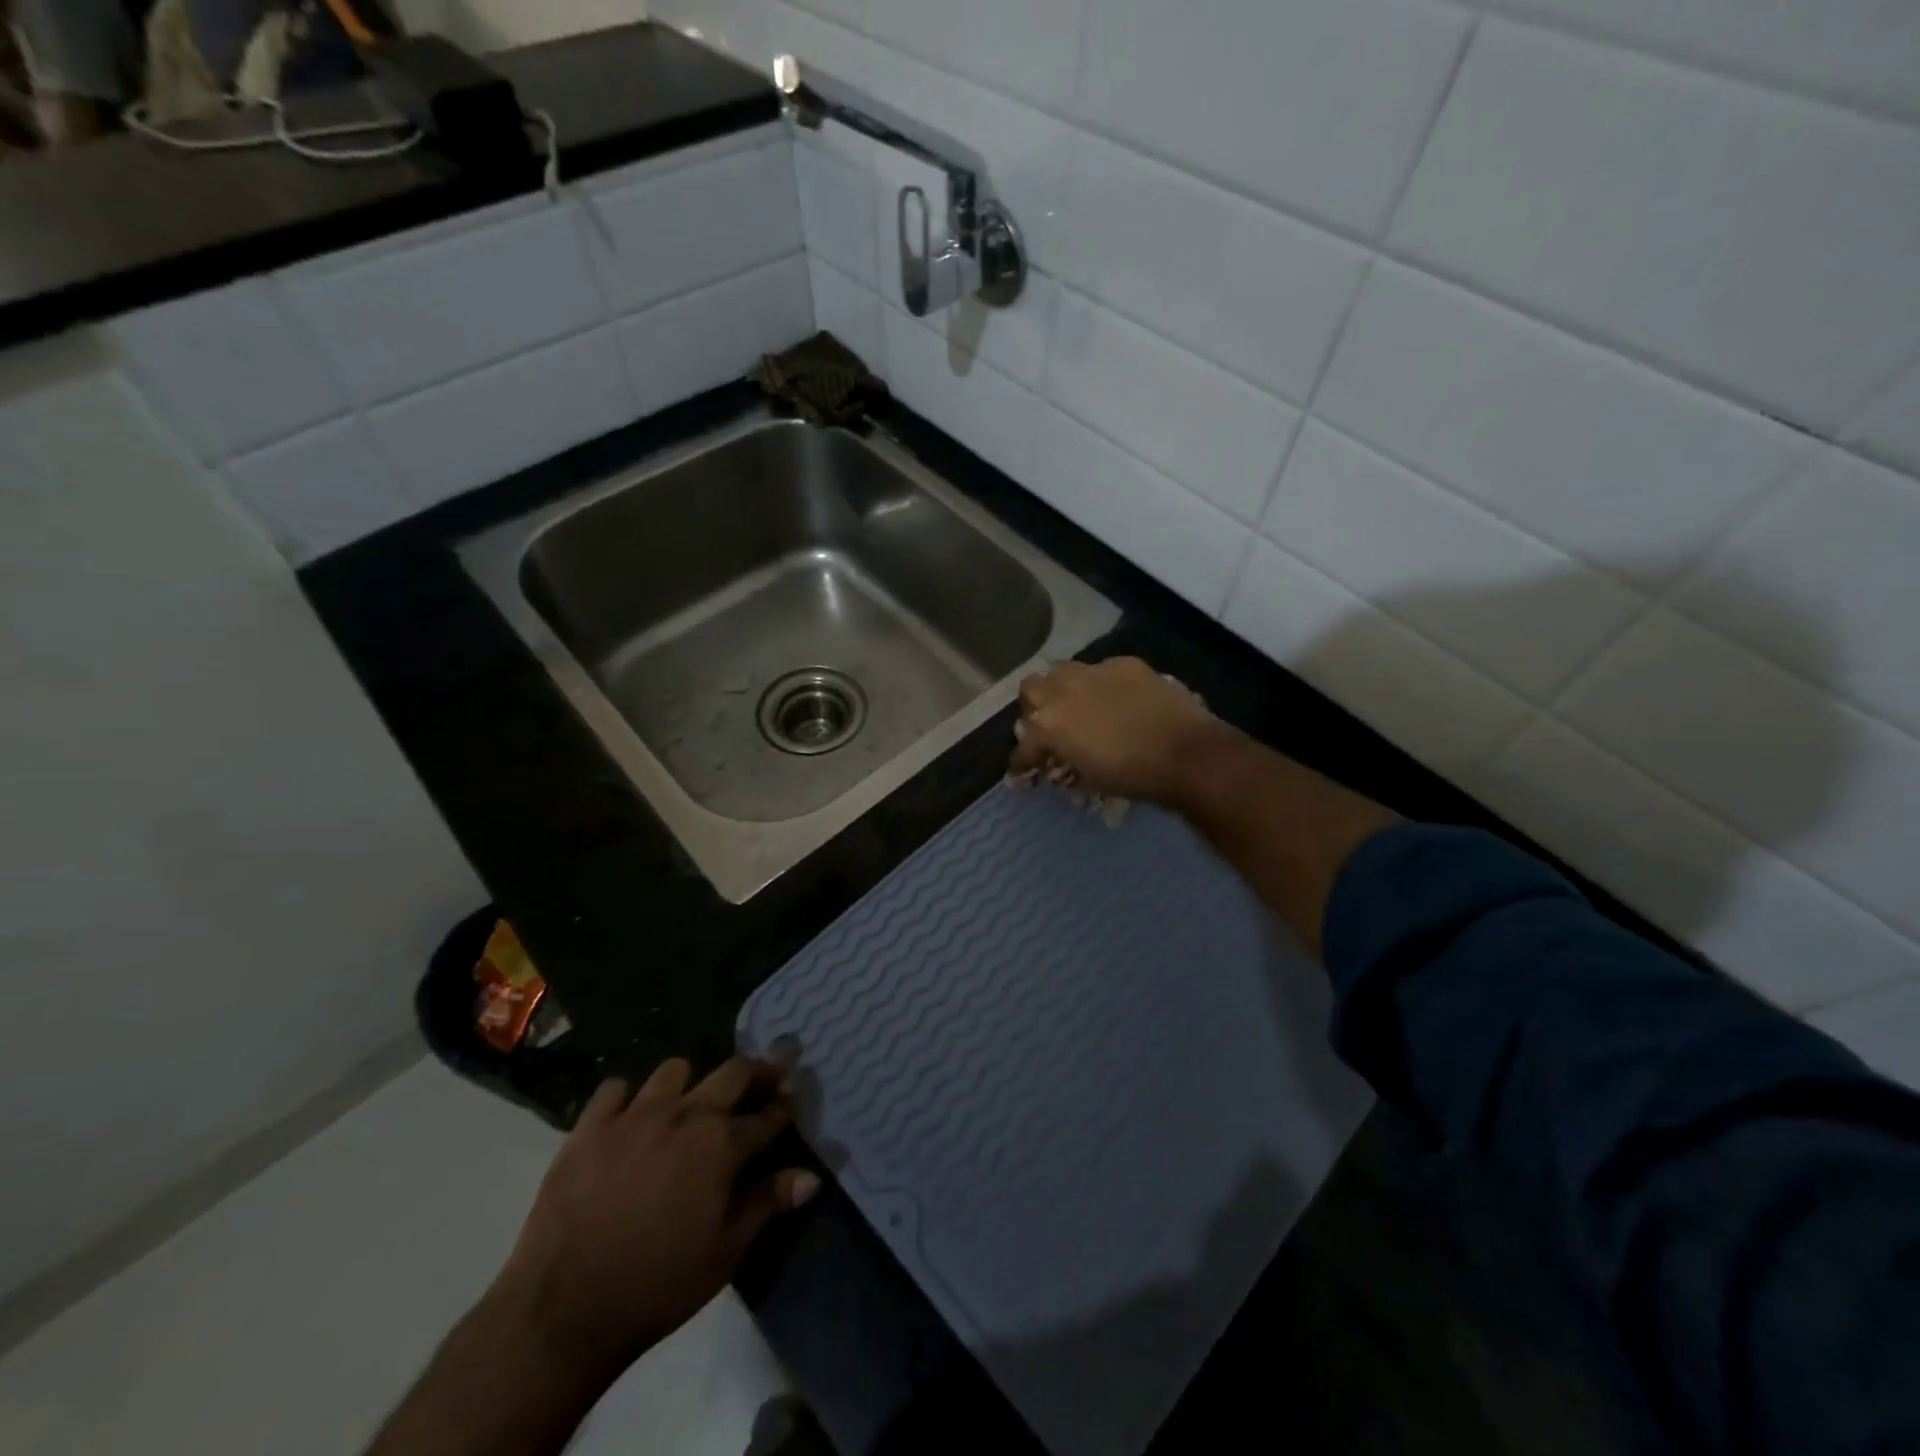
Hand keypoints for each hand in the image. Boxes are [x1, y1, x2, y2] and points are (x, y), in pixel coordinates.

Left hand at [491, 1056, 819, 1375]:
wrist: (563, 1310)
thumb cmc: (657, 1285)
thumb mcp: (725, 1252)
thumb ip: (768, 1203)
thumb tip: (812, 1176)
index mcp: (722, 1144)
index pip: (768, 1114)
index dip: (786, 1105)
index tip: (794, 1096)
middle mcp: (686, 1114)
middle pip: (733, 1071)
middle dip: (756, 1071)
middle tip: (763, 1078)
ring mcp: (635, 1114)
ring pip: (675, 1070)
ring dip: (689, 1084)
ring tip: (686, 1105)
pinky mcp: (590, 1126)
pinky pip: (615, 1089)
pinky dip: (627, 1099)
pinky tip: (628, 1122)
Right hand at [1009, 657, 1222, 804]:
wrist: (1185, 753)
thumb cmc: (1132, 776)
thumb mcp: (1089, 780)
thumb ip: (1066, 766)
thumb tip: (1061, 764)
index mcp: (1050, 726)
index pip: (1023, 746)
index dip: (1021, 762)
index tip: (1024, 772)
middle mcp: (1063, 691)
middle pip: (1030, 689)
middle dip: (1033, 708)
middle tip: (1048, 725)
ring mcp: (1094, 672)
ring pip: (1062, 670)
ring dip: (1062, 689)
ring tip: (1078, 706)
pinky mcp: (1124, 664)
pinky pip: (1101, 670)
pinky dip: (1100, 685)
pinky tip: (1117, 699)